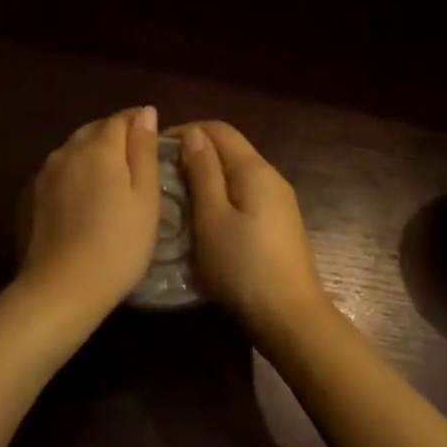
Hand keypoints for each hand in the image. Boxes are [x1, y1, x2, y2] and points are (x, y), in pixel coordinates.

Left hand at [18, 107, 162, 318]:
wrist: (61, 288)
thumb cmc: (118, 244)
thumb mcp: (145, 199)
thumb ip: (144, 151)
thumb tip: (145, 112)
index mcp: (99, 147)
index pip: (121, 118)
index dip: (138, 121)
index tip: (152, 135)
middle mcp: (67, 150)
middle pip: (94, 130)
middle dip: (114, 135)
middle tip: (134, 157)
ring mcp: (43, 173)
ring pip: (72, 150)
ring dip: (91, 154)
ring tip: (109, 178)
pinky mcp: (29, 196)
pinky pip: (57, 172)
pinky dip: (73, 175)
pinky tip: (81, 198)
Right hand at [178, 122, 330, 336]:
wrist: (290, 317)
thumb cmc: (243, 266)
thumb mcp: (212, 217)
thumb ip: (203, 173)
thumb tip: (194, 134)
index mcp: (255, 169)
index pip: (219, 129)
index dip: (185, 131)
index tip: (155, 150)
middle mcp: (271, 178)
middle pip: (229, 149)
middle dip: (194, 153)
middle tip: (160, 175)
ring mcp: (278, 202)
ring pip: (236, 174)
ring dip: (205, 176)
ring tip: (175, 195)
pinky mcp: (278, 225)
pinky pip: (244, 195)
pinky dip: (220, 196)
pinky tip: (202, 218)